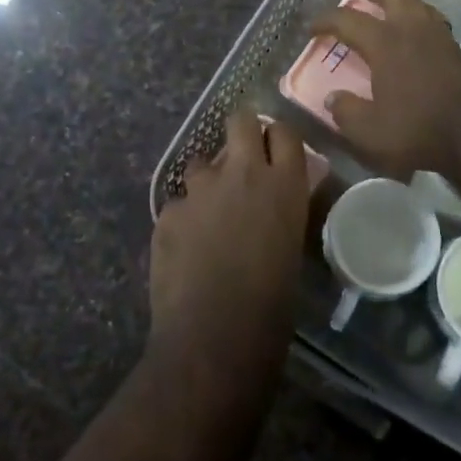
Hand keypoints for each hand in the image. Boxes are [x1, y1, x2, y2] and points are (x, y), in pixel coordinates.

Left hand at [149, 111, 311, 365]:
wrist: (214, 339)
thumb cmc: (271, 306)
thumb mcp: (291, 247)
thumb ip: (281, 210)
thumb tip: (274, 200)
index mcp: (284, 184)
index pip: (284, 131)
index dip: (277, 137)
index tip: (274, 149)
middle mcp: (243, 173)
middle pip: (239, 121)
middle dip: (240, 130)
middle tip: (241, 156)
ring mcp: (200, 189)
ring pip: (202, 161)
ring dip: (207, 179)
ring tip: (208, 213)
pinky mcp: (168, 211)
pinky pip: (179, 203)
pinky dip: (184, 218)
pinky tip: (186, 249)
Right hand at [308, 0, 460, 179]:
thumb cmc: (421, 129)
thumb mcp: (371, 132)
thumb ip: (347, 113)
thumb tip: (333, 99)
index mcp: (385, 42)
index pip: (348, 19)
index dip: (326, 19)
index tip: (314, 28)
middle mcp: (412, 28)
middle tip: (361, 0)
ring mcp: (440, 36)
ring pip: (418, 2)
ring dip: (400, 4)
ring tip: (389, 20)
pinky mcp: (460, 50)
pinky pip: (434, 24)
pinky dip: (420, 25)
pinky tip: (417, 46)